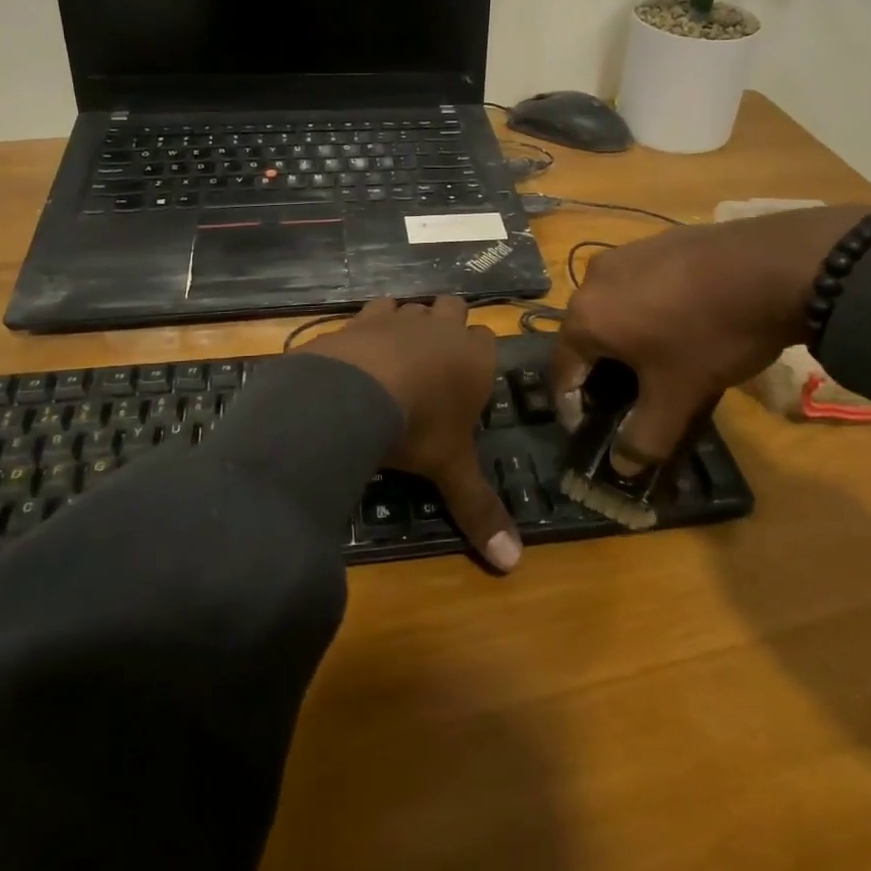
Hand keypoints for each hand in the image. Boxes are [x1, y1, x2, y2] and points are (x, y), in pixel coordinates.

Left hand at [296, 297, 520, 572]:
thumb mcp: (450, 469)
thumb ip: (479, 510)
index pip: (489, 341)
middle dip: (450, 325)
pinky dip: (374, 322)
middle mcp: (443, 329)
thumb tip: (513, 564)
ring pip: (416, 305)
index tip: (467, 379)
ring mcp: (402, 317)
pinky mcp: (363, 316)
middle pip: (456, 309)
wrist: (356, 390)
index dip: (479, 356)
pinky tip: (364, 345)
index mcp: (475, 359)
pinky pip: (376, 307)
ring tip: (399, 354)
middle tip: (436, 361)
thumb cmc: (418, 427)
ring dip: (412, 322)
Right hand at [551, 205, 870, 464]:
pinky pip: (638, 284)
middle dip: (601, 371)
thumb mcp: (678, 396)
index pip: (561, 371)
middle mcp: (593, 279)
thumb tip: (623, 465)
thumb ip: (645, 437)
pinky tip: (682, 322)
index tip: (589, 429)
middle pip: (585, 337)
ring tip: (659, 359)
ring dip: (625, 338)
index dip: (571, 407)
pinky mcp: (656, 241)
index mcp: (585, 317)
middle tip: (629, 397)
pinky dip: (647, 309)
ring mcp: (625, 254)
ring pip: (612, 308)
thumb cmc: (710, 335)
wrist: (773, 266)